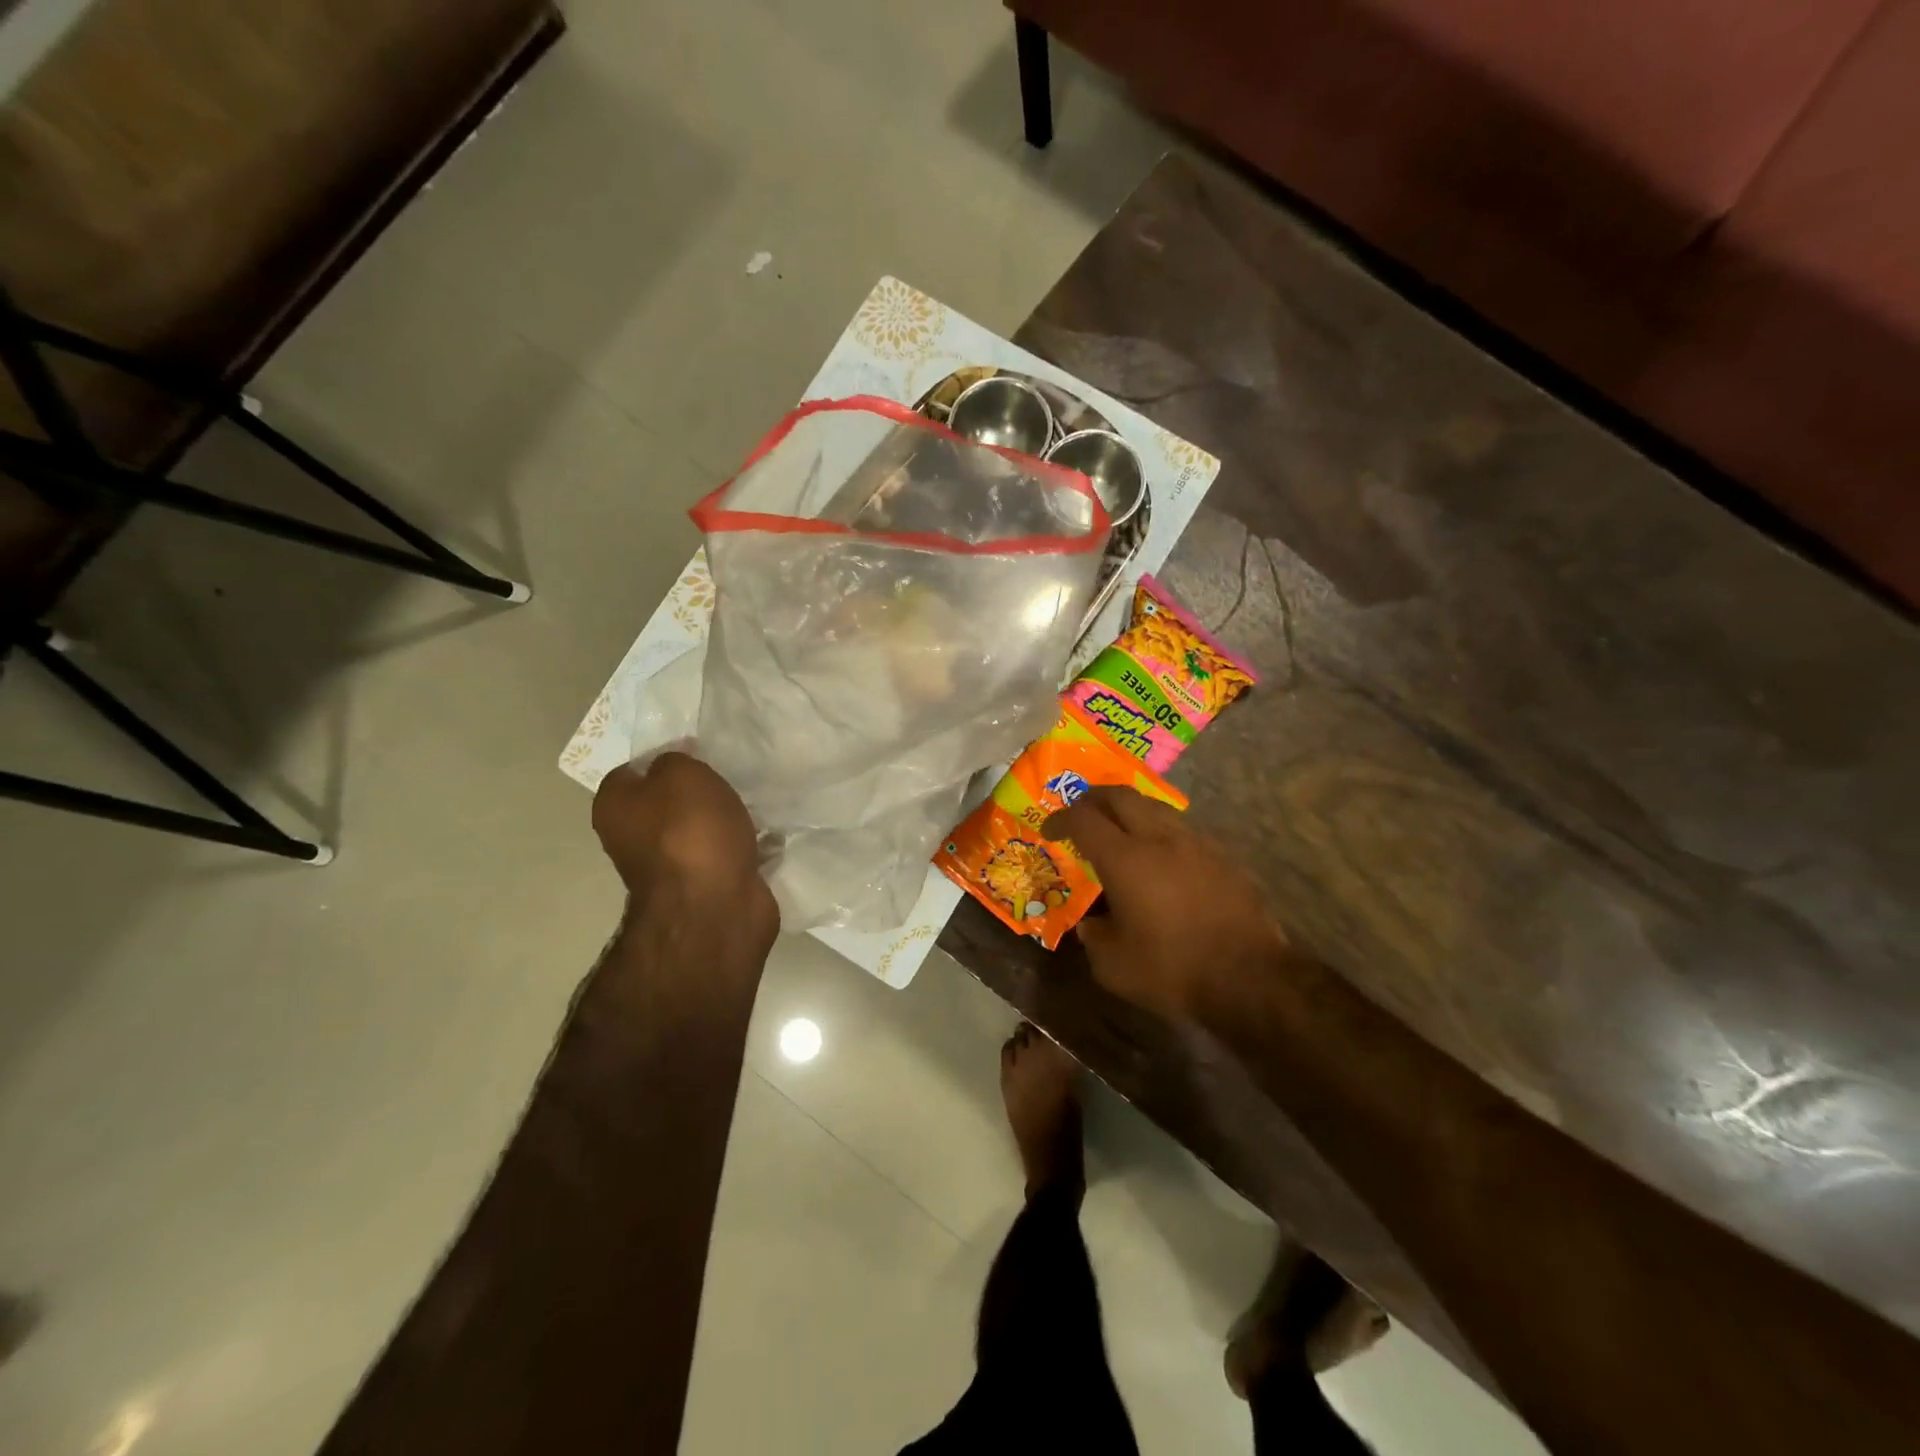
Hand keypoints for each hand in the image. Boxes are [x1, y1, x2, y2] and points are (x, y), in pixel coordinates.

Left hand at [593, 753, 776, 936]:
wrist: (713, 907)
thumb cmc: (689, 831)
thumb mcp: (680, 772)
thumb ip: (675, 759)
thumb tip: (679, 764)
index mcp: (615, 807)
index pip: (634, 769)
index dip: (666, 756)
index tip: (700, 750)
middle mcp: (635, 837)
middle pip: (670, 800)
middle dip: (701, 789)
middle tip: (732, 774)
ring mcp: (672, 865)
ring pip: (701, 828)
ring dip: (727, 818)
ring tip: (757, 799)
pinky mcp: (708, 885)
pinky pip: (728, 853)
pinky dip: (747, 844)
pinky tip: (770, 832)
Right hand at [1043, 787, 1286, 1021]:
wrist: (1251, 979)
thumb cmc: (1173, 971)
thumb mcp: (1113, 967)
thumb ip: (1094, 938)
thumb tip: (1092, 925)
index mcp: (1124, 859)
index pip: (1083, 820)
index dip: (1061, 819)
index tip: (1050, 829)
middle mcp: (1159, 838)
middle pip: (1121, 796)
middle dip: (1095, 799)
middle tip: (1082, 812)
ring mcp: (1196, 843)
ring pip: (1155, 807)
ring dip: (1131, 810)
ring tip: (1120, 828)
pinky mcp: (1223, 857)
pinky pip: (1183, 829)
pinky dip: (1160, 830)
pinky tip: (1161, 855)